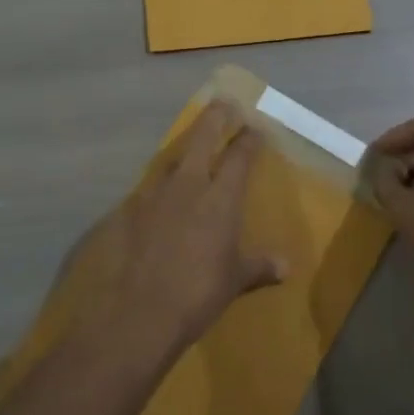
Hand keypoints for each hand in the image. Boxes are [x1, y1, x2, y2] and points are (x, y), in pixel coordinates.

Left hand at [72, 102, 285, 364]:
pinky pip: (150, 187)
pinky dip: (161, 185)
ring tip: (192, 144)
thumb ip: (259, 267)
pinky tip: (161, 195)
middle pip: (202, 138)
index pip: (239, 156)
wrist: (137, 312)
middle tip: (224, 102)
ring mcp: (154, 194)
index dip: (249, 139)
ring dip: (185, 148)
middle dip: (215, 117)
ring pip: (172, 158)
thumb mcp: (235, 281)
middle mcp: (188, 185)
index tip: (256, 126)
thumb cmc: (198, 294)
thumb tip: (285, 267)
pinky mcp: (128, 209)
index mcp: (220, 198)